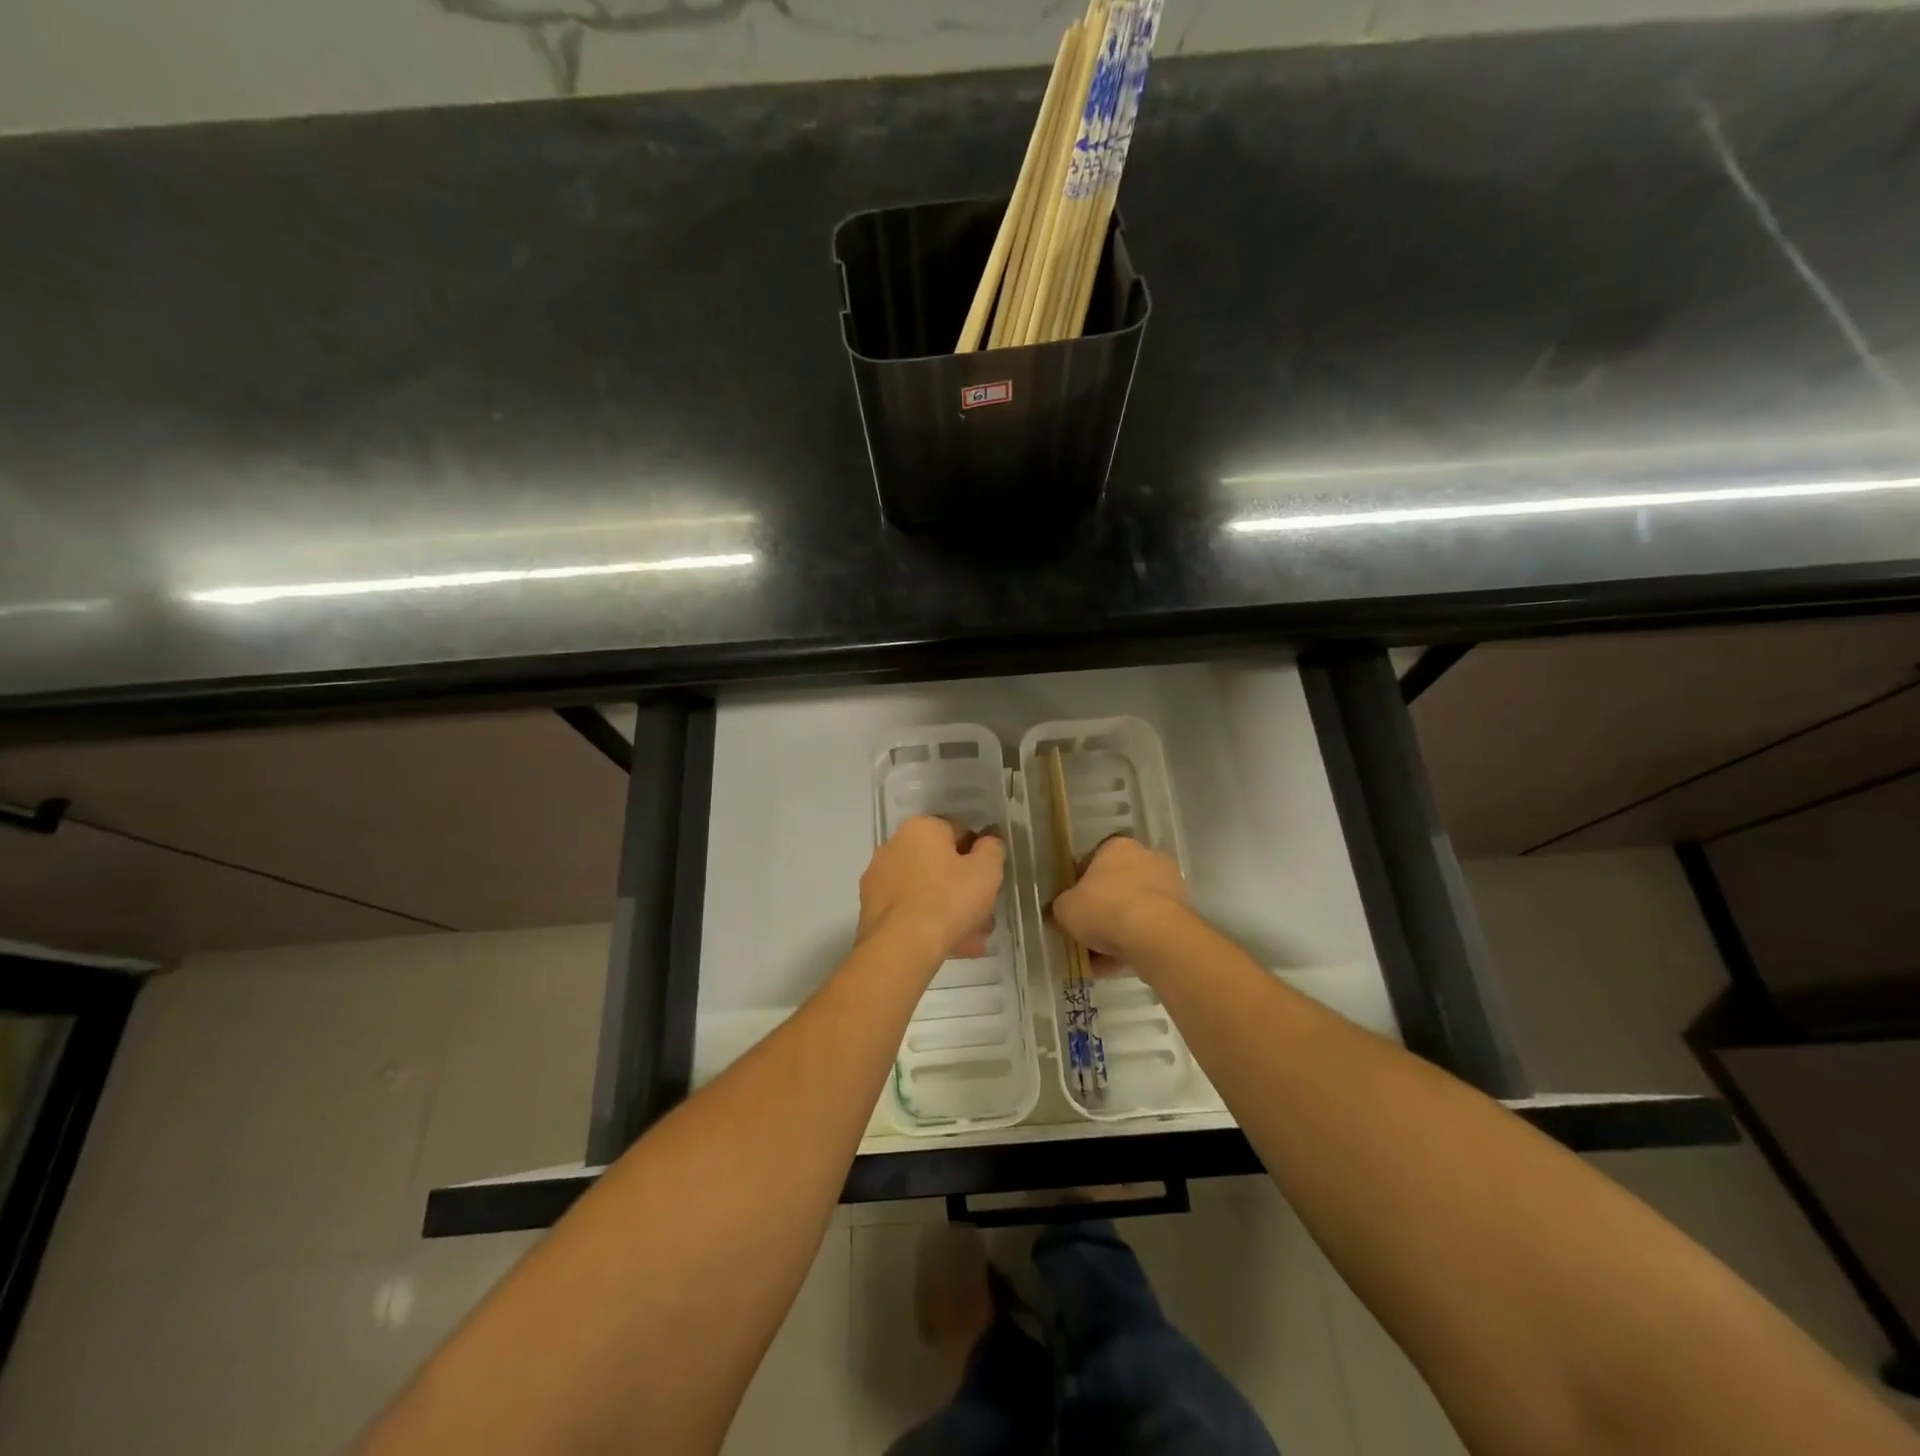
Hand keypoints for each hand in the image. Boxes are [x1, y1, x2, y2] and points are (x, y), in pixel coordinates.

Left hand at [858, 816, 1005, 964]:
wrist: (900, 948)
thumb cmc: (948, 900)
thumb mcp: (986, 871)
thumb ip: (992, 849)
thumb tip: (987, 842)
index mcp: (921, 828)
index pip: (960, 832)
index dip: (980, 857)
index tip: (990, 882)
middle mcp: (894, 845)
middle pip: (941, 864)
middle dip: (964, 888)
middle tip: (984, 915)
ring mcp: (879, 878)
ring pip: (926, 889)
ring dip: (949, 909)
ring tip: (971, 938)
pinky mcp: (871, 908)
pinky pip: (910, 908)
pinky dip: (928, 921)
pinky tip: (947, 944)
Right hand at [1051, 835, 1189, 971]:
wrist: (1154, 935)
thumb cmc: (1104, 908)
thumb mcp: (1065, 908)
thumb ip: (1062, 907)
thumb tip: (1063, 912)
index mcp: (1116, 847)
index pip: (1092, 863)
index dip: (1078, 888)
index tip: (1072, 910)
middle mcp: (1146, 858)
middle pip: (1116, 887)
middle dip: (1102, 911)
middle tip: (1086, 935)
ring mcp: (1169, 886)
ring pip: (1135, 910)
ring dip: (1118, 932)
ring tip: (1100, 960)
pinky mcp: (1183, 914)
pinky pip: (1150, 930)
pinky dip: (1135, 945)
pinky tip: (1118, 966)